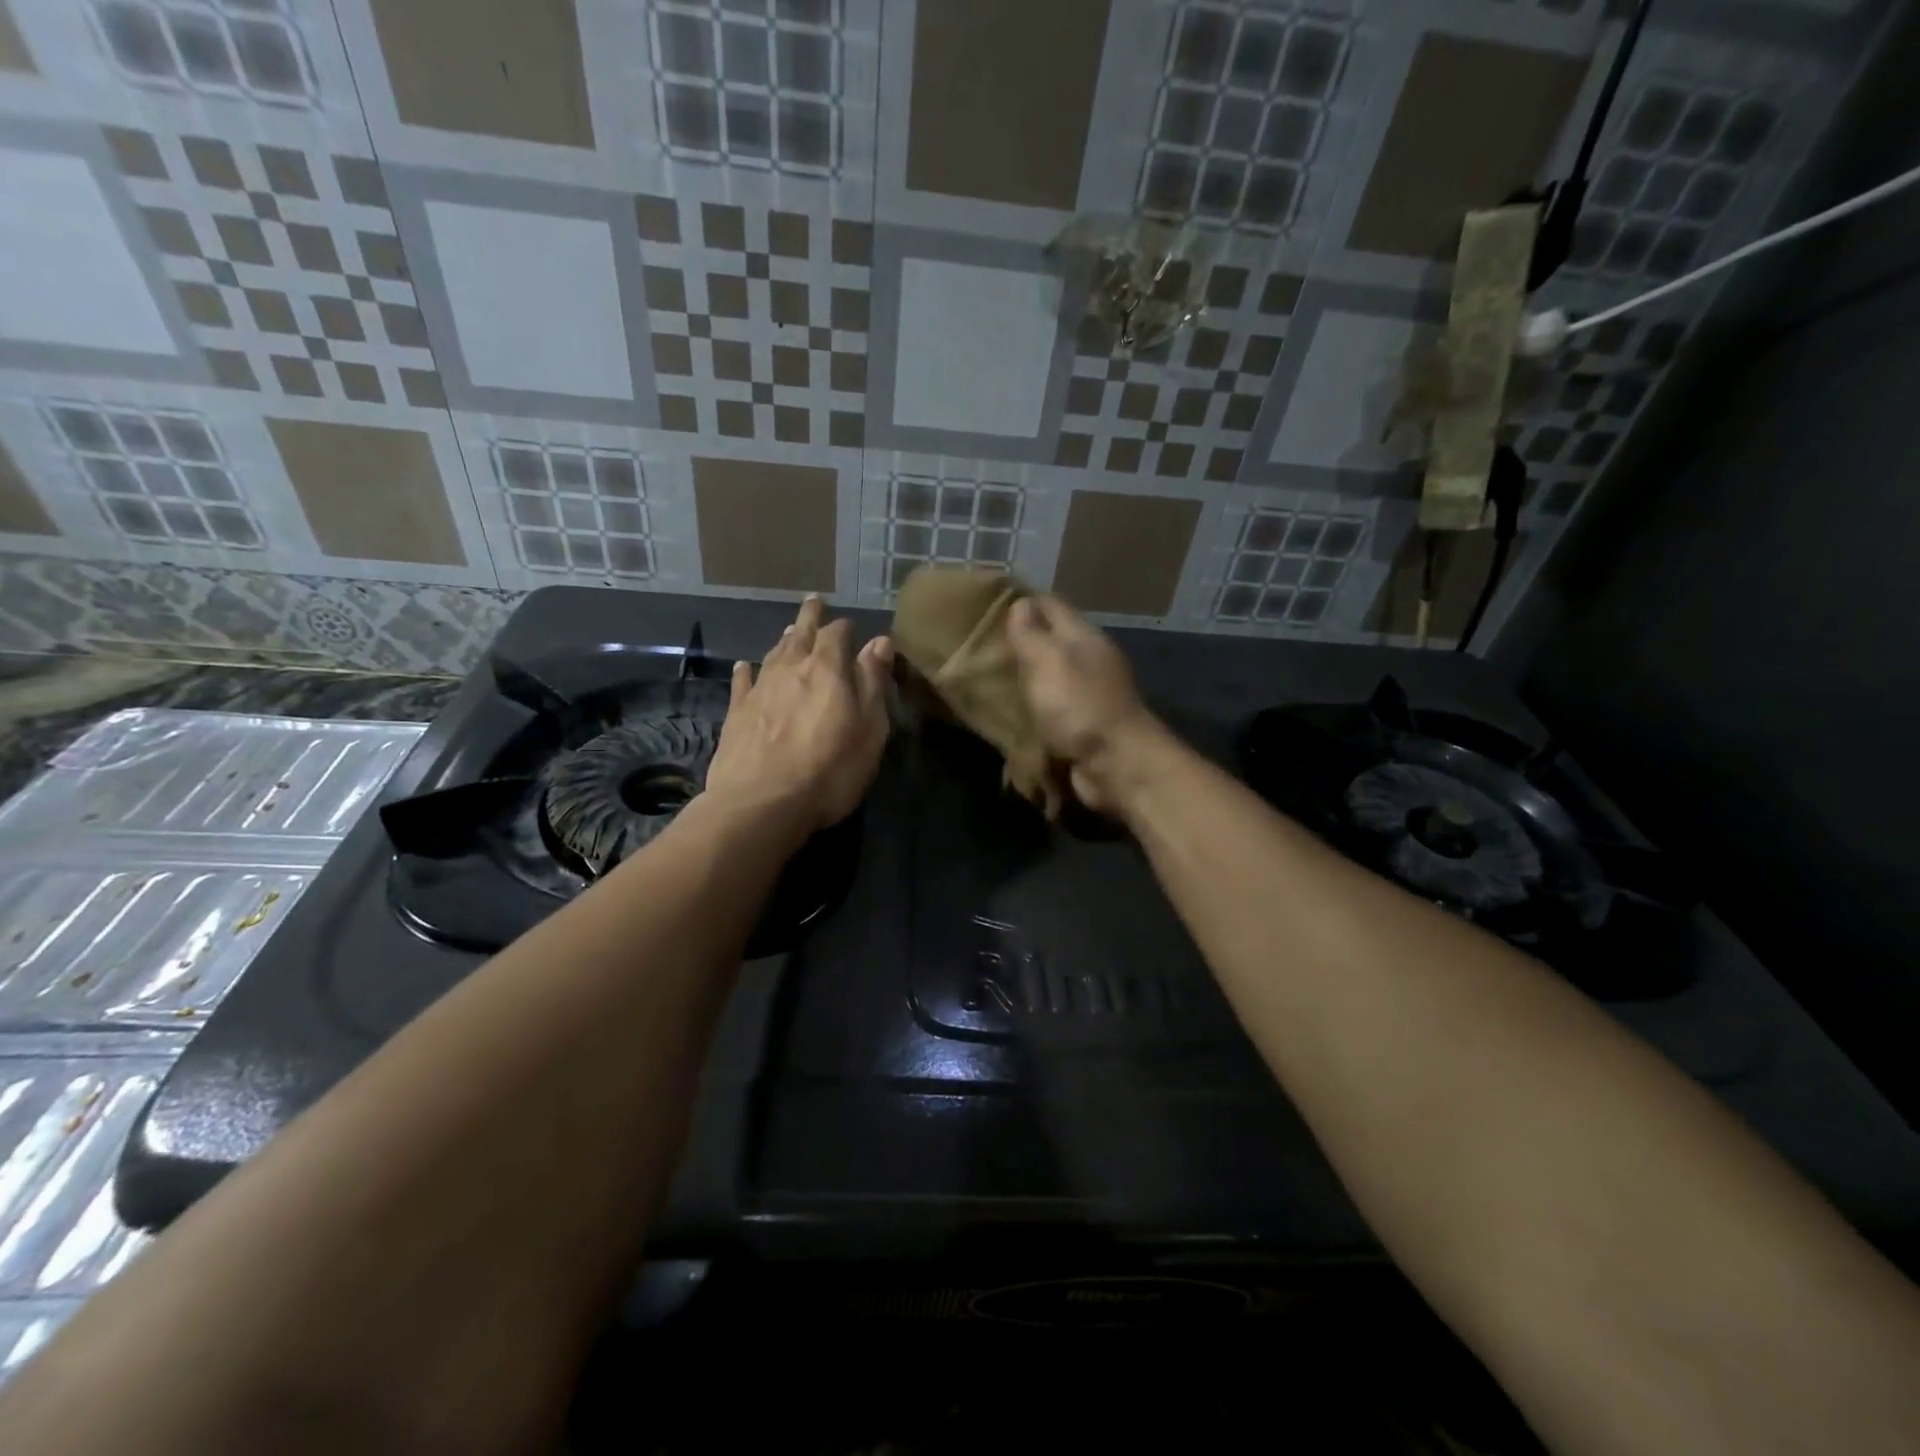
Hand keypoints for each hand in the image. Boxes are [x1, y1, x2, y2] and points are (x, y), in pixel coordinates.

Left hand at [704, 596, 891, 832]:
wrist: (762, 803)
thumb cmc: (830, 768)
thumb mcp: (869, 727)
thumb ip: (873, 682)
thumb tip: (880, 641)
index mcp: (827, 668)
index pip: (837, 634)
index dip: (845, 628)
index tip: (852, 626)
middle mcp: (790, 669)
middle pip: (800, 634)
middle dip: (810, 618)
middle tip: (813, 602)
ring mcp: (759, 690)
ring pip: (772, 654)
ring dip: (783, 641)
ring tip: (789, 631)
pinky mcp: (736, 714)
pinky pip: (742, 682)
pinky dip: (745, 671)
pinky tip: (744, 666)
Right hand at [1004, 594, 1165, 814]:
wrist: (1117, 766)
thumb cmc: (1080, 706)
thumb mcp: (1049, 660)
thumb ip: (1031, 633)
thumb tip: (1020, 603)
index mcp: (1083, 637)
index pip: (1049, 605)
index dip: (1020, 602)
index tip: (983, 607)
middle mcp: (1087, 661)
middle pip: (1049, 641)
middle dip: (1017, 642)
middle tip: (975, 647)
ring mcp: (1087, 695)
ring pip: (1048, 676)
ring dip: (1022, 678)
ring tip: (983, 679)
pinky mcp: (1081, 727)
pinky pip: (1050, 709)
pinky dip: (1031, 708)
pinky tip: (1006, 712)